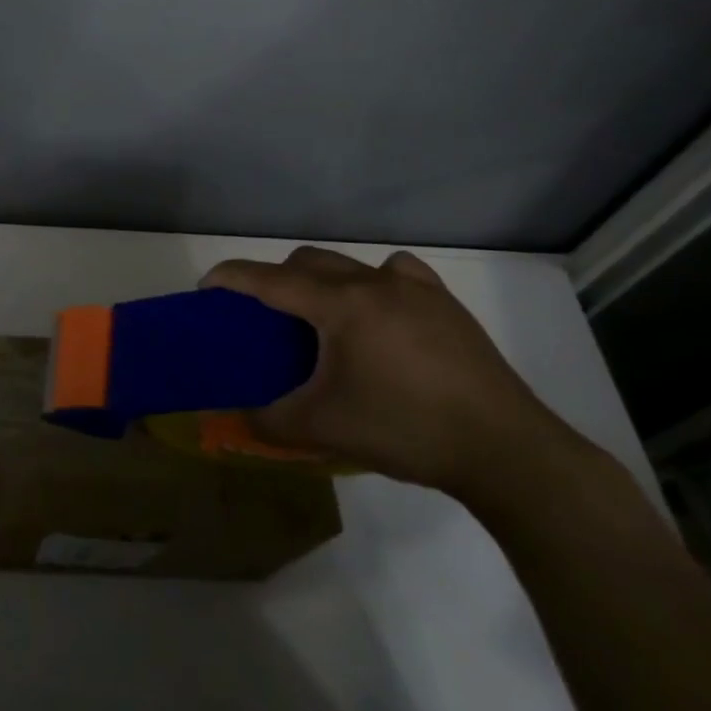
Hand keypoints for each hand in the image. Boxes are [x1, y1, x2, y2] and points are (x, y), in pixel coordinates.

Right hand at [202, 248, 581, 505]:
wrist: (504, 448)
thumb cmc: (404, 429)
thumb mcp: (323, 429)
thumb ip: (267, 421)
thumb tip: (235, 419)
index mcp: (340, 305)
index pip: (269, 279)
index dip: (231, 277)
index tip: (207, 286)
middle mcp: (373, 283)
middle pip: (308, 261)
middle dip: (276, 279)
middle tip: (265, 316)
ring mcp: (415, 289)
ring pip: (351, 264)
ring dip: (324, 280)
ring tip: (324, 319)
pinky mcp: (446, 304)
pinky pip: (398, 274)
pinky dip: (375, 283)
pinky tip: (382, 313)